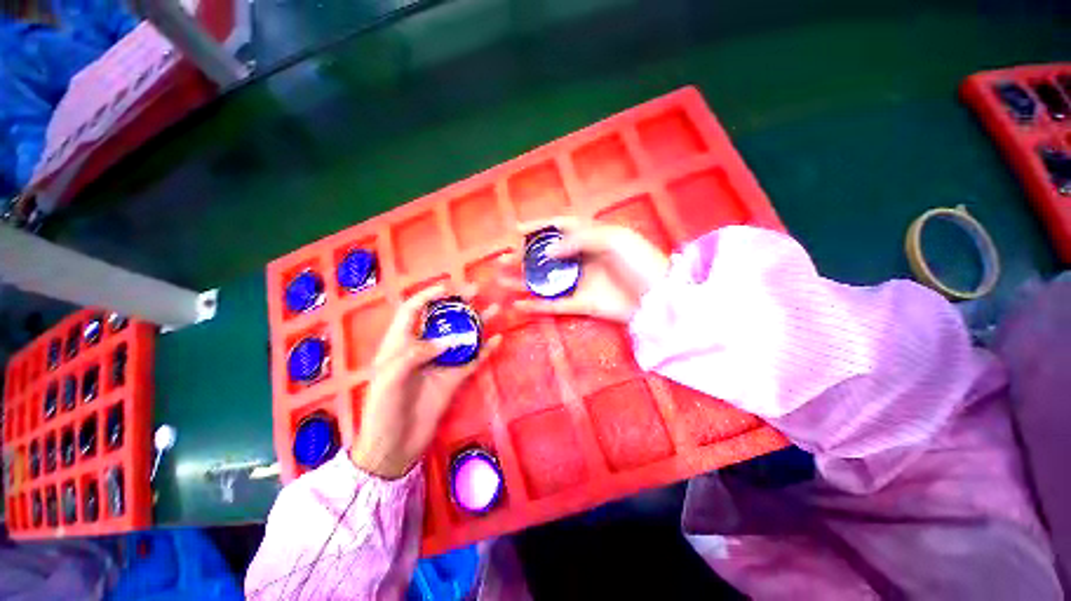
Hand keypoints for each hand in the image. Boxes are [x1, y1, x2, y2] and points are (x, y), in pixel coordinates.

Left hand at [351, 285, 501, 478]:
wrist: (394, 447)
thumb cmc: (382, 410)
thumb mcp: (389, 378)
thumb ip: (416, 354)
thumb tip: (449, 340)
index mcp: (400, 342)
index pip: (413, 309)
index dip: (429, 295)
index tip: (449, 288)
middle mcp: (424, 347)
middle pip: (443, 318)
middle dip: (459, 303)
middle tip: (477, 291)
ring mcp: (442, 362)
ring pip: (463, 336)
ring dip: (478, 323)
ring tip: (495, 309)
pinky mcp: (455, 378)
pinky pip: (473, 360)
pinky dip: (486, 350)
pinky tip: (498, 340)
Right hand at [498, 219, 669, 322]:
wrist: (659, 298)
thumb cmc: (639, 261)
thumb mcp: (613, 239)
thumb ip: (579, 240)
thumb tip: (548, 249)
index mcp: (591, 237)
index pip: (559, 228)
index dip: (538, 227)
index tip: (515, 230)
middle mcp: (582, 258)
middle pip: (547, 256)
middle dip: (524, 257)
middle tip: (502, 260)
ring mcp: (581, 282)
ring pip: (546, 281)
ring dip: (523, 281)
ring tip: (501, 280)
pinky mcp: (582, 304)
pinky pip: (555, 304)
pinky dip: (537, 305)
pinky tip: (519, 304)